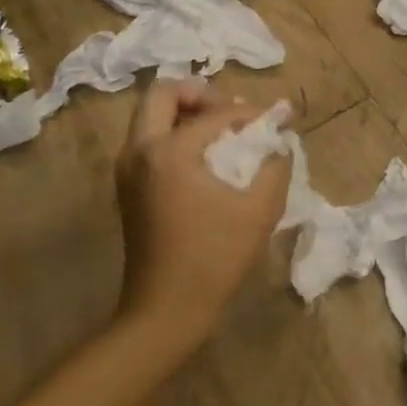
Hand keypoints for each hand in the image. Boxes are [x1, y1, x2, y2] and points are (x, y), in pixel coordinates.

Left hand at [115, 79, 291, 344]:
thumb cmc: (215, 257)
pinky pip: (149, 141)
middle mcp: (139, 152)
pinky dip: (176, 135)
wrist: (165, 311)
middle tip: (231, 111)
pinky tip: (208, 159)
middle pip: (163, 95)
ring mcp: (127, 171)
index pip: (216, 113)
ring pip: (152, 117)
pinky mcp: (128, 189)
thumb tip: (280, 140)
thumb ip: (276, 164)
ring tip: (224, 132)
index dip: (251, 114)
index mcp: (169, 152)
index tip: (277, 122)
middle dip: (201, 94)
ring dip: (187, 113)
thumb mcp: (261, 208)